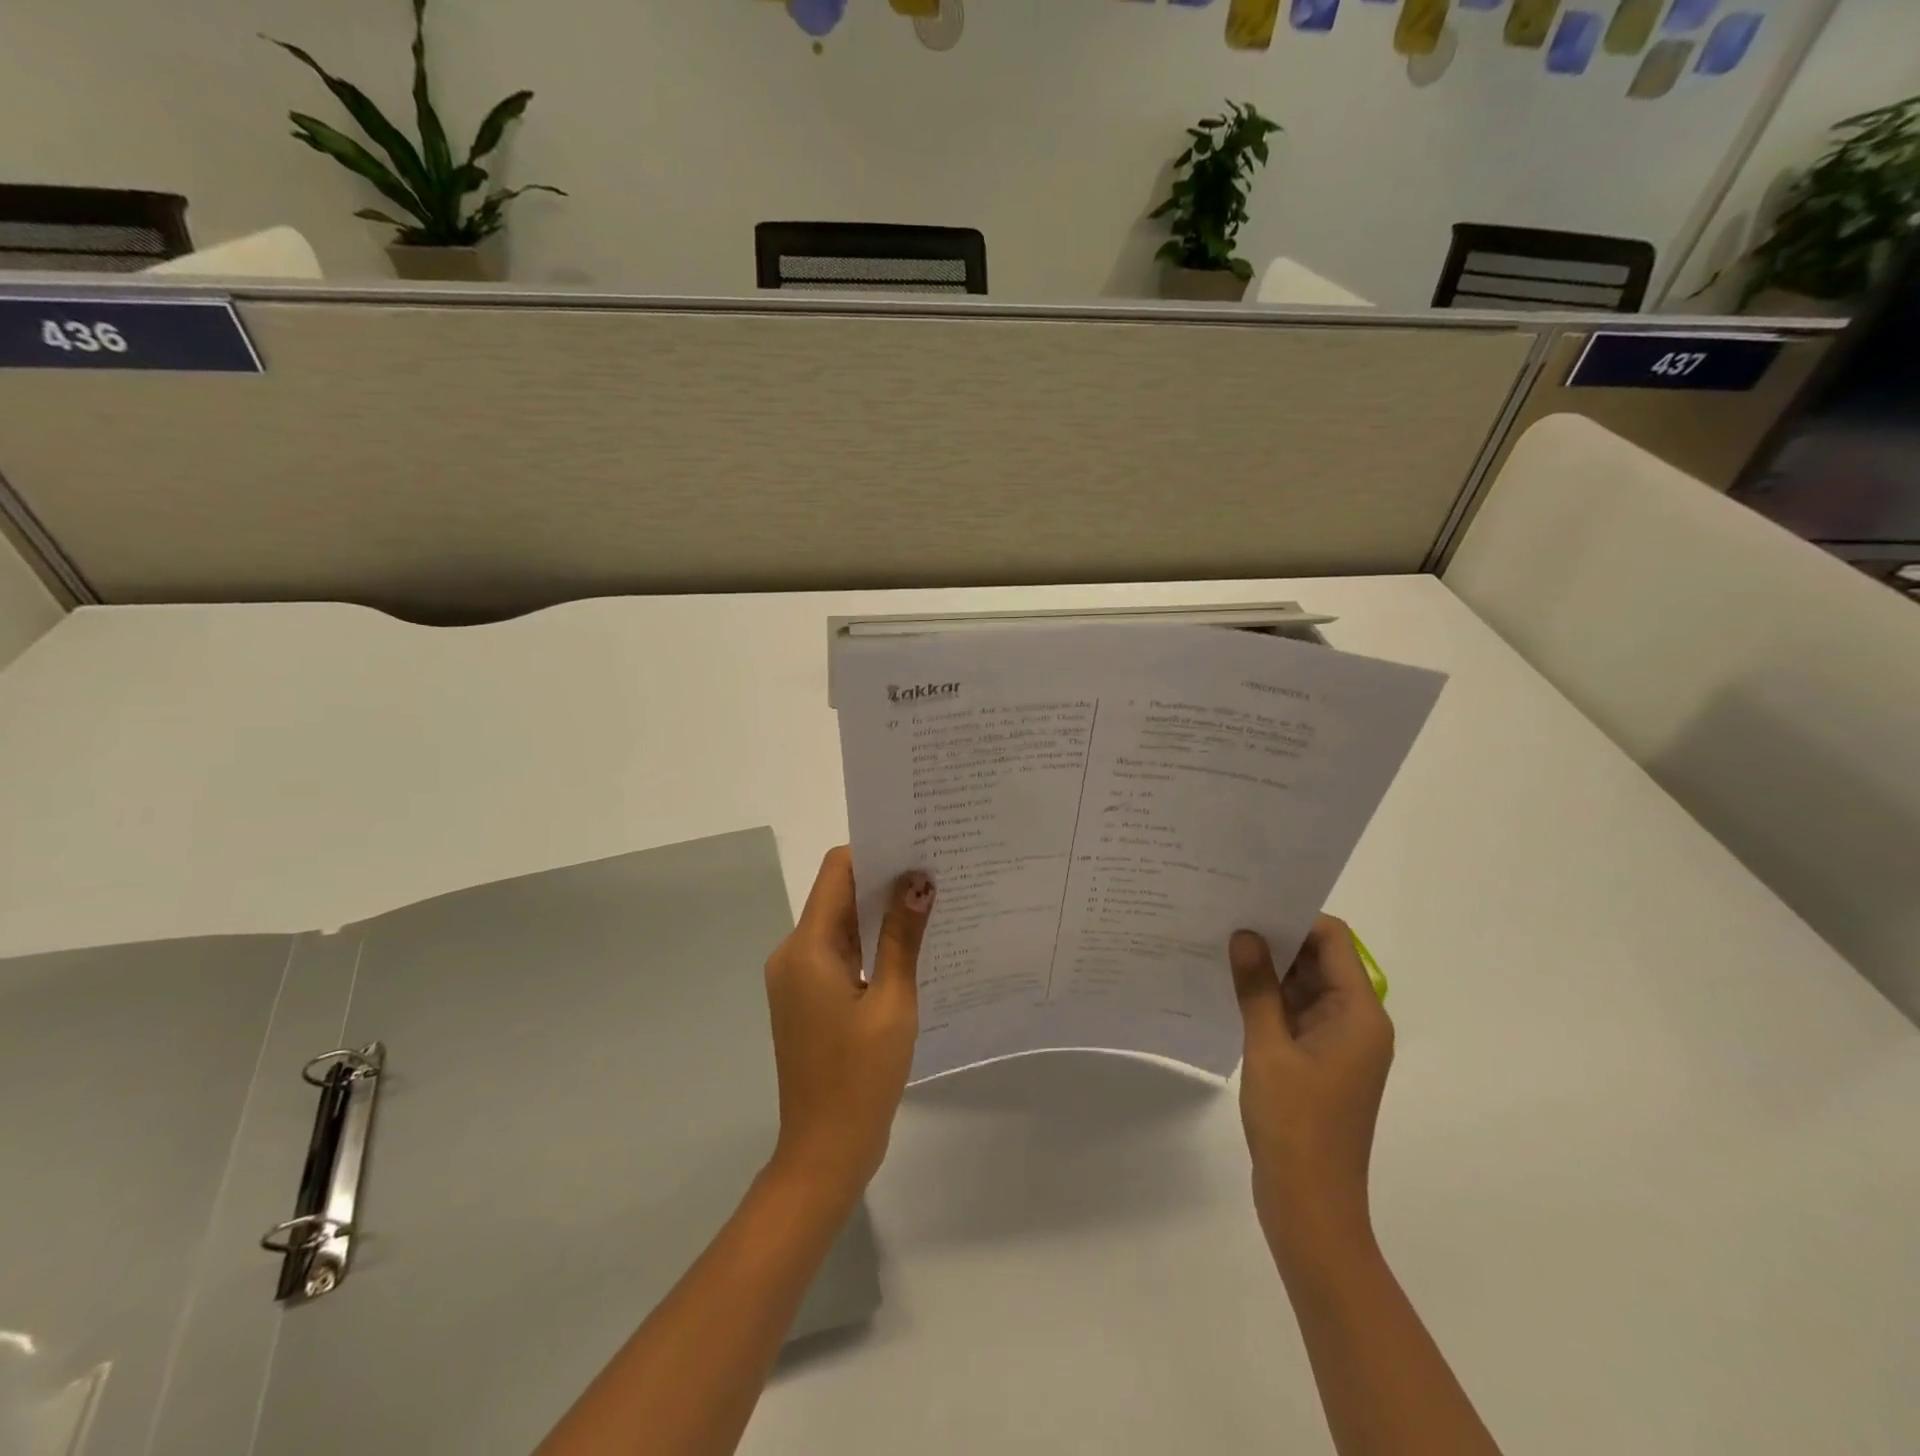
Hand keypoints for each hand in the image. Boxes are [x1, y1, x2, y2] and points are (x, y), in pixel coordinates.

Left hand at [763, 847, 931, 1198]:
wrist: (824, 1152)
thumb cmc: (861, 1077)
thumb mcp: (893, 1003)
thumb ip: (904, 937)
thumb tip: (919, 882)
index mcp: (808, 948)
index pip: (837, 871)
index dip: (874, 852)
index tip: (917, 847)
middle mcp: (793, 953)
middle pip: (837, 895)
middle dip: (883, 880)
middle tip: (935, 871)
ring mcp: (796, 977)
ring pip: (839, 925)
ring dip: (878, 913)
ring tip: (930, 903)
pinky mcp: (806, 998)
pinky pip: (838, 953)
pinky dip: (869, 943)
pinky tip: (908, 946)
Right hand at [1229, 915, 1393, 1253]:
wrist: (1310, 1207)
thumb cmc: (1295, 1125)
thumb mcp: (1268, 1049)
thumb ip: (1257, 988)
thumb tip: (1244, 934)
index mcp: (1359, 1014)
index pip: (1333, 941)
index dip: (1294, 916)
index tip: (1249, 901)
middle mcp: (1356, 1022)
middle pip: (1319, 960)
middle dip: (1275, 937)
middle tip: (1224, 915)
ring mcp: (1338, 1044)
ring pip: (1304, 986)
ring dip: (1268, 968)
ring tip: (1219, 943)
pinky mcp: (1318, 1062)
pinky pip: (1295, 1013)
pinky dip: (1267, 998)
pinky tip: (1228, 986)